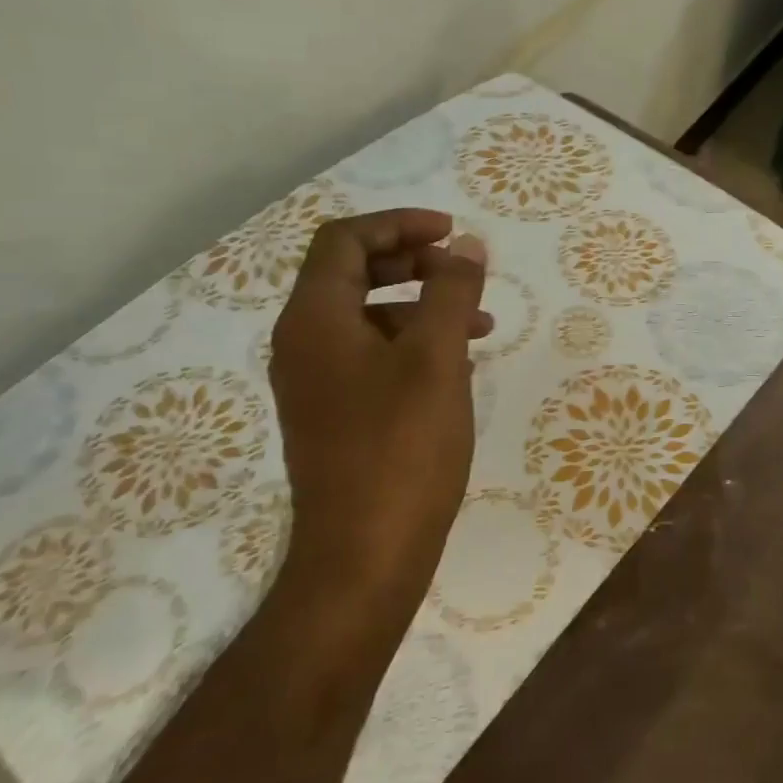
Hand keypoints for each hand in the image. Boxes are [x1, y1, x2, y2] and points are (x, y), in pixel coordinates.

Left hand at [268, 210, 488, 610]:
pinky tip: (458, 366)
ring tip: (479, 323)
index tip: (451, 233)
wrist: (364, 557)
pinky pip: (372, 356)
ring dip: (421, 306)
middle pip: (352, 273)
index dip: (399, 225)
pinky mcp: (335, 415)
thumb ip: (451, 292)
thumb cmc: (402, 449)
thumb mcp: (437, 359)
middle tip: (462, 271)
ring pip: (368, 317)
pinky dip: (414, 344)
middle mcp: (304, 344)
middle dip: (413, 262)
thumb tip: (465, 244)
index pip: (344, 241)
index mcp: (316, 320)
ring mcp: (316, 383)